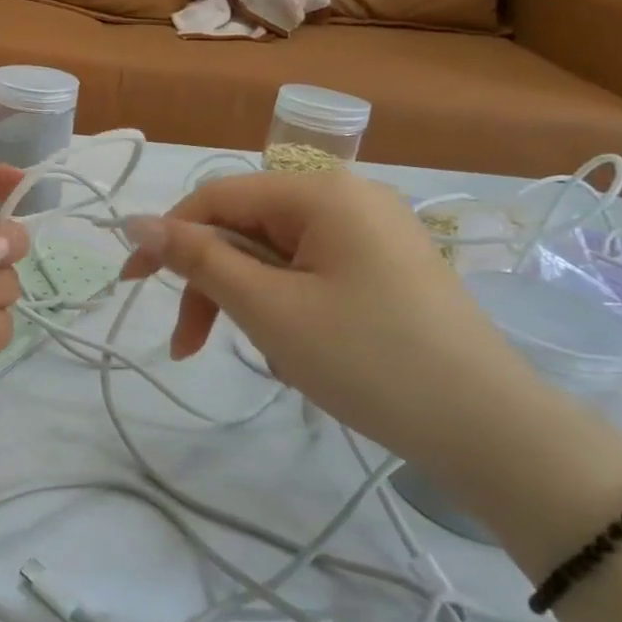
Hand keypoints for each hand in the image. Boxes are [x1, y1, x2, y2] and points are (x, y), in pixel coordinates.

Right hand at [120, 170, 554, 467]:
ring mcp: (372, 234)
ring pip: (274, 256)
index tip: (131, 286)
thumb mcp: (268, 308)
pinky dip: (285, 308)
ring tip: (261, 357)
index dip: (166, 237)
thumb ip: (198, 259)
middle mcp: (347, 198)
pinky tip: (298, 353)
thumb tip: (136, 221)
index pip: (216, 197)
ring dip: (246, 302)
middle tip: (188, 346)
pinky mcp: (385, 269)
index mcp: (320, 191)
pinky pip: (308, 274)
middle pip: (245, 228)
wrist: (490, 430)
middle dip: (210, 283)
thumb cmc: (368, 359)